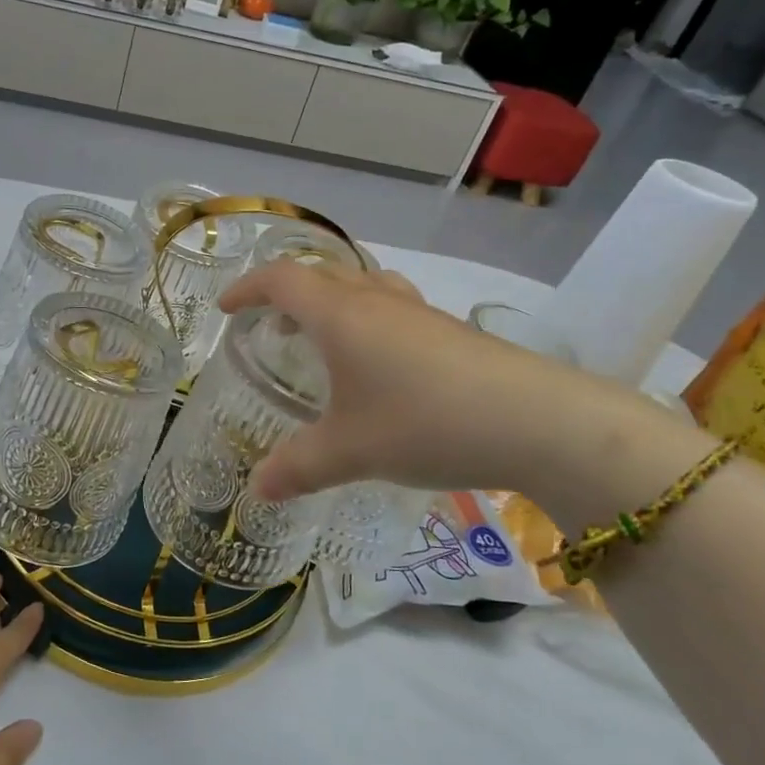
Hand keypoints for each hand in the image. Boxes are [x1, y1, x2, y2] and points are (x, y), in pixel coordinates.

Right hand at [218, 261, 668, 506]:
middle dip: (287, 295)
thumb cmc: (424, 422)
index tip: (227, 310)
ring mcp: (419, 313)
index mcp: (340, 315)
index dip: (247, 288)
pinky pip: (393, 308)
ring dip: (331, 302)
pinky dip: (368, 321)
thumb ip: (298, 467)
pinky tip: (379, 366)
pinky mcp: (450, 332)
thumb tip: (258, 489)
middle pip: (321, 275)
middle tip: (272, 327)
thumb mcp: (350, 451)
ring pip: (362, 286)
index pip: (280, 280)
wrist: (537, 421)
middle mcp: (376, 301)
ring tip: (322, 339)